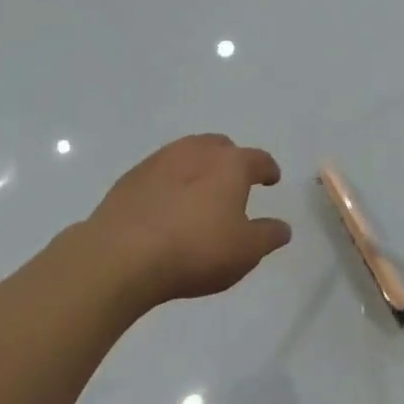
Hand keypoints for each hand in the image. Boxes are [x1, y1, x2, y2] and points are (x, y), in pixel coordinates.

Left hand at [80, 135, 290, 307]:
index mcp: (231, 164)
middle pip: (221, 147)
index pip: (258, 159)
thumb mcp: (245, 251)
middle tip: (234, 184)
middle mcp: (197, 152)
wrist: (121, 256)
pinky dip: (171, 182)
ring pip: (188, 153)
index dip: (268, 170)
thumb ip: (268, 235)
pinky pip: (160, 172)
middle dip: (231, 161)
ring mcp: (160, 160)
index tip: (271, 179)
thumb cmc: (195, 250)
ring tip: (199, 192)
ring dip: (199, 167)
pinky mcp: (131, 177)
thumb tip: (282, 227)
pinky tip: (167, 205)